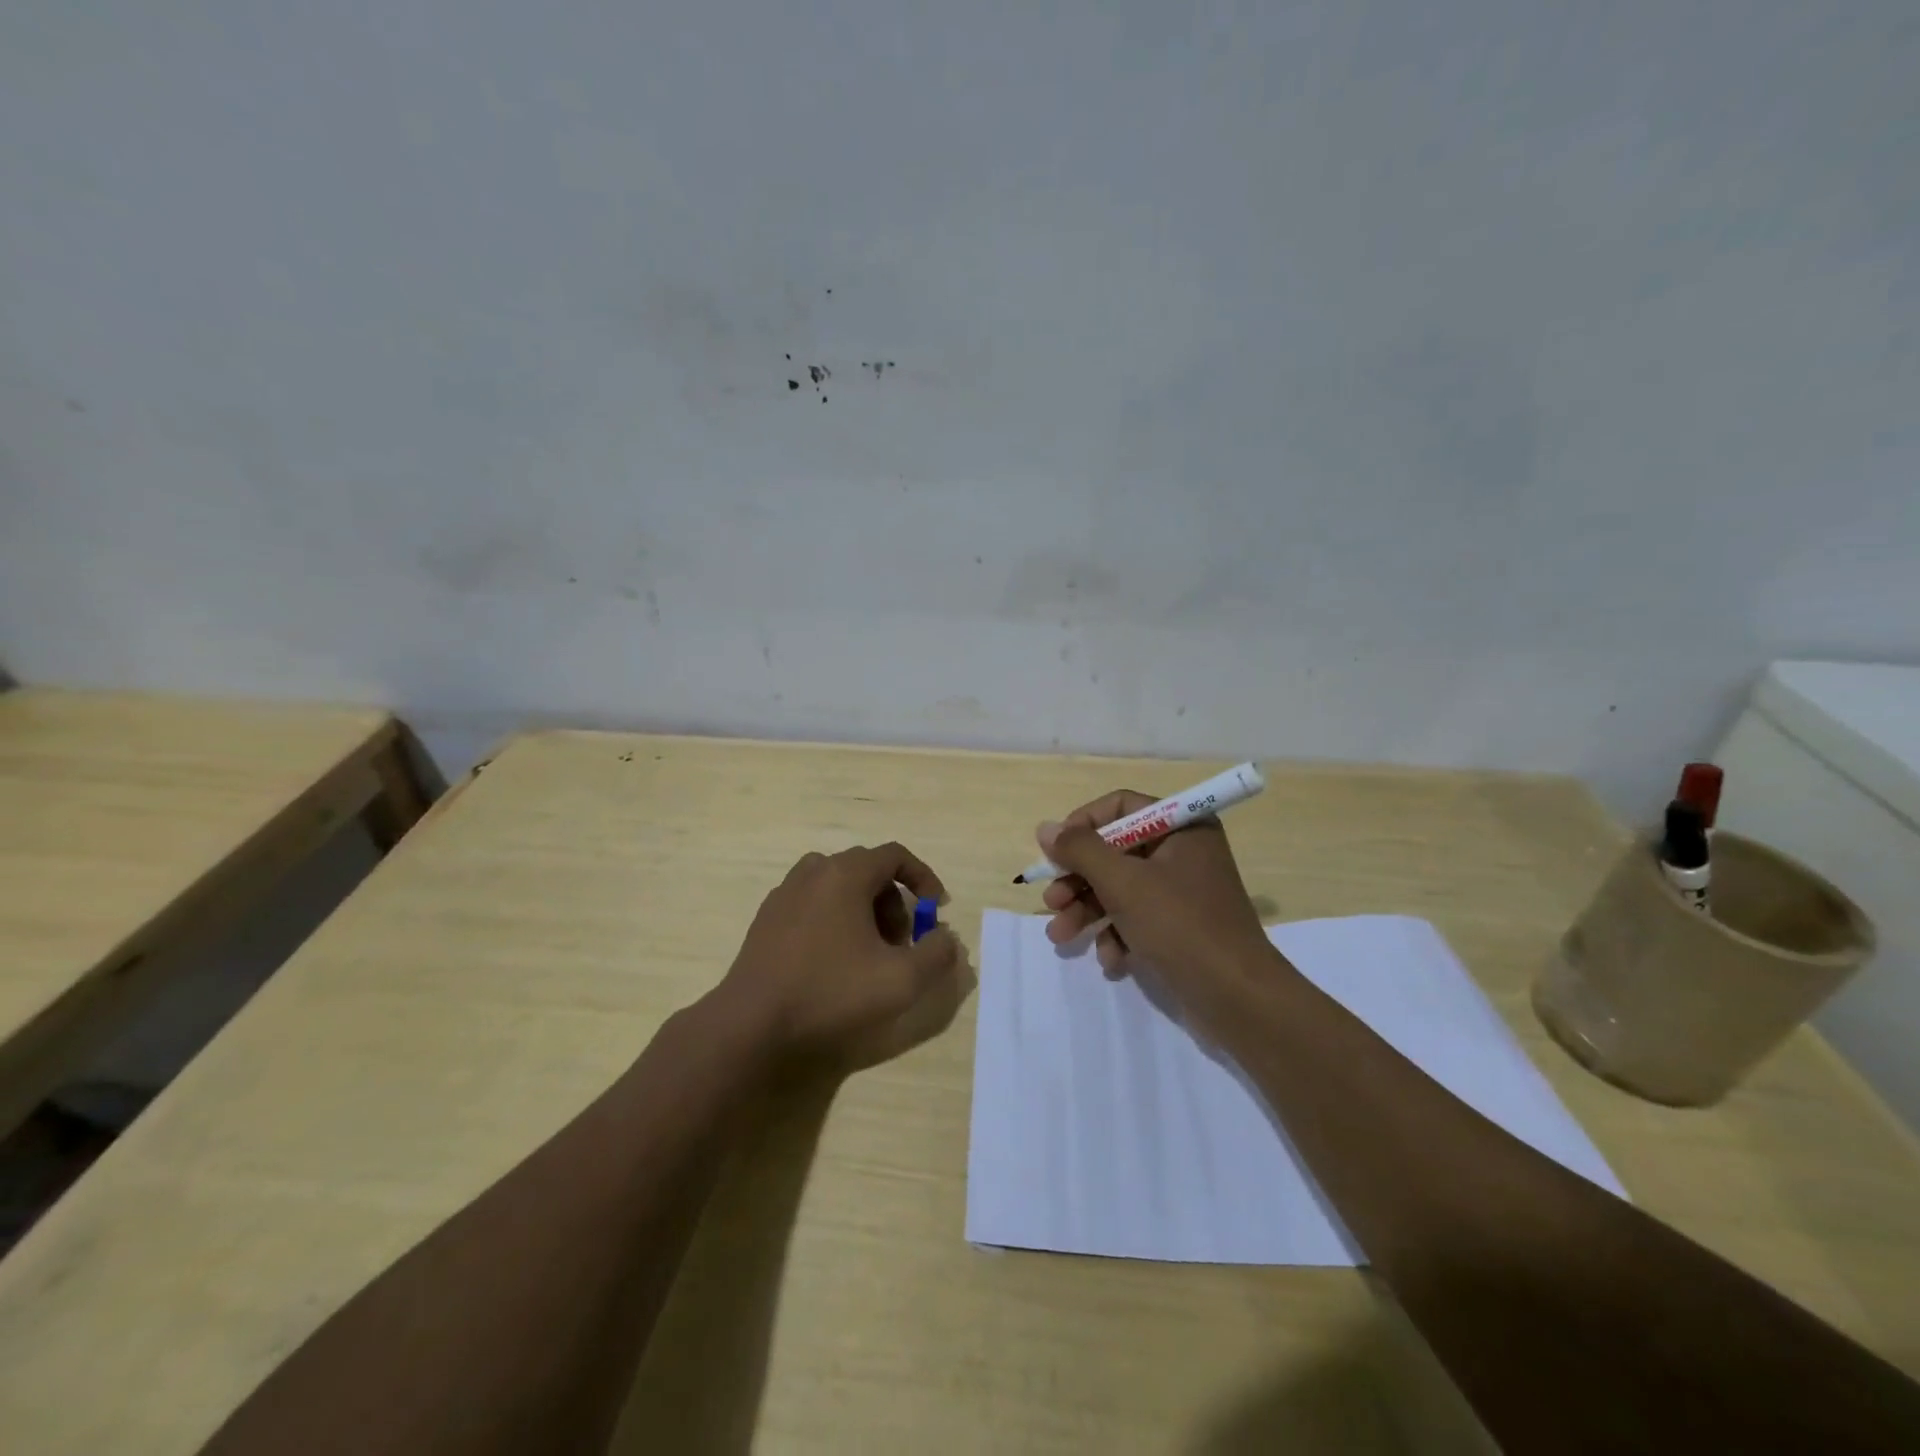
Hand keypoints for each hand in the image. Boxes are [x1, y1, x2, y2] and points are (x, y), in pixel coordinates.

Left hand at [719, 843, 972, 1071]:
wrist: (751, 1024)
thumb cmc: (831, 993)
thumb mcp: (902, 980)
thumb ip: (937, 954)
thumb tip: (946, 937)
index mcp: (846, 874)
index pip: (895, 855)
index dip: (923, 878)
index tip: (936, 909)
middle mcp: (814, 871)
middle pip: (868, 871)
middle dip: (894, 902)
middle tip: (902, 944)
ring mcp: (785, 893)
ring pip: (839, 886)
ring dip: (864, 911)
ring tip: (869, 953)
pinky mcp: (767, 918)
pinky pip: (813, 903)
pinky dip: (835, 919)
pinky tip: (833, 961)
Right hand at [1039, 791, 1278, 1010]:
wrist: (1238, 999)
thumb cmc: (1180, 926)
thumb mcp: (1122, 883)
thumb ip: (1080, 851)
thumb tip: (1045, 828)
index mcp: (1182, 828)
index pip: (1121, 807)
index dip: (1083, 825)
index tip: (1055, 852)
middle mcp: (1184, 852)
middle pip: (1115, 852)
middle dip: (1078, 880)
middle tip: (1051, 903)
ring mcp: (1183, 892)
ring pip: (1120, 889)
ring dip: (1087, 912)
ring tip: (1061, 937)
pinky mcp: (1180, 928)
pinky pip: (1137, 919)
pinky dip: (1118, 936)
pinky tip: (1110, 961)